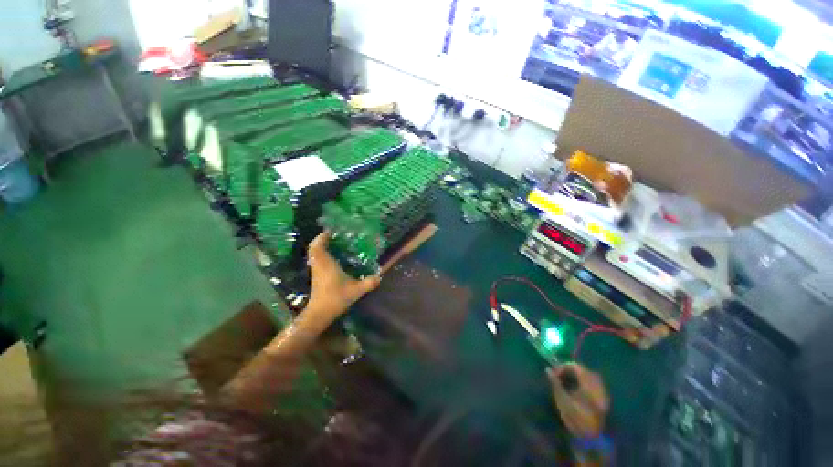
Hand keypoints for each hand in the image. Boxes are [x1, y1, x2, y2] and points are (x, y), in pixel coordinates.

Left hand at [305, 232, 381, 324]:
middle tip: (332, 236)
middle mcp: (319, 265)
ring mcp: (316, 272)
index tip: (330, 231)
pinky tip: (332, 259)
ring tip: (332, 244)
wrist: (320, 314)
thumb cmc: (336, 298)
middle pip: (313, 249)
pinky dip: (321, 256)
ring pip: (314, 255)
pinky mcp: (316, 278)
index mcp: (326, 264)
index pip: (318, 246)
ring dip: (320, 248)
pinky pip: (316, 261)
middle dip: (321, 240)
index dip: (322, 237)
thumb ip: (369, 283)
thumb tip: (380, 276)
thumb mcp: (356, 290)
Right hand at [548, 363, 608, 438]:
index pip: (576, 367)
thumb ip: (555, 382)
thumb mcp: (562, 399)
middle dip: (571, 370)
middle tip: (560, 374)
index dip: (563, 367)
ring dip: (578, 375)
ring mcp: (602, 393)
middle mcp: (597, 386)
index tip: (554, 373)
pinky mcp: (603, 399)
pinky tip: (578, 387)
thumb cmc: (574, 418)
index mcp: (588, 385)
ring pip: (591, 377)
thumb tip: (548, 369)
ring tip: (567, 380)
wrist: (589, 438)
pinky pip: (595, 384)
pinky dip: (585, 382)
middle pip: (584, 370)